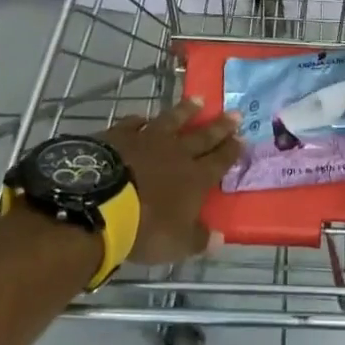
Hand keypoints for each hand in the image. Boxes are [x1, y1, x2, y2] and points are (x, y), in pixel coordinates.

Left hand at [101, 98, 240, 265]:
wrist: (101, 204)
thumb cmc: (145, 228)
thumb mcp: (177, 244)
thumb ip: (198, 239)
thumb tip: (220, 239)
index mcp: (195, 178)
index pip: (219, 161)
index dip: (232, 150)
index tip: (243, 138)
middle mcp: (176, 153)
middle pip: (203, 136)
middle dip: (220, 126)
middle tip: (235, 113)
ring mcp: (147, 140)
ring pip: (172, 120)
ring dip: (186, 111)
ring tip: (198, 100)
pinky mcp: (119, 136)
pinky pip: (133, 123)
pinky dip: (139, 120)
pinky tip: (142, 118)